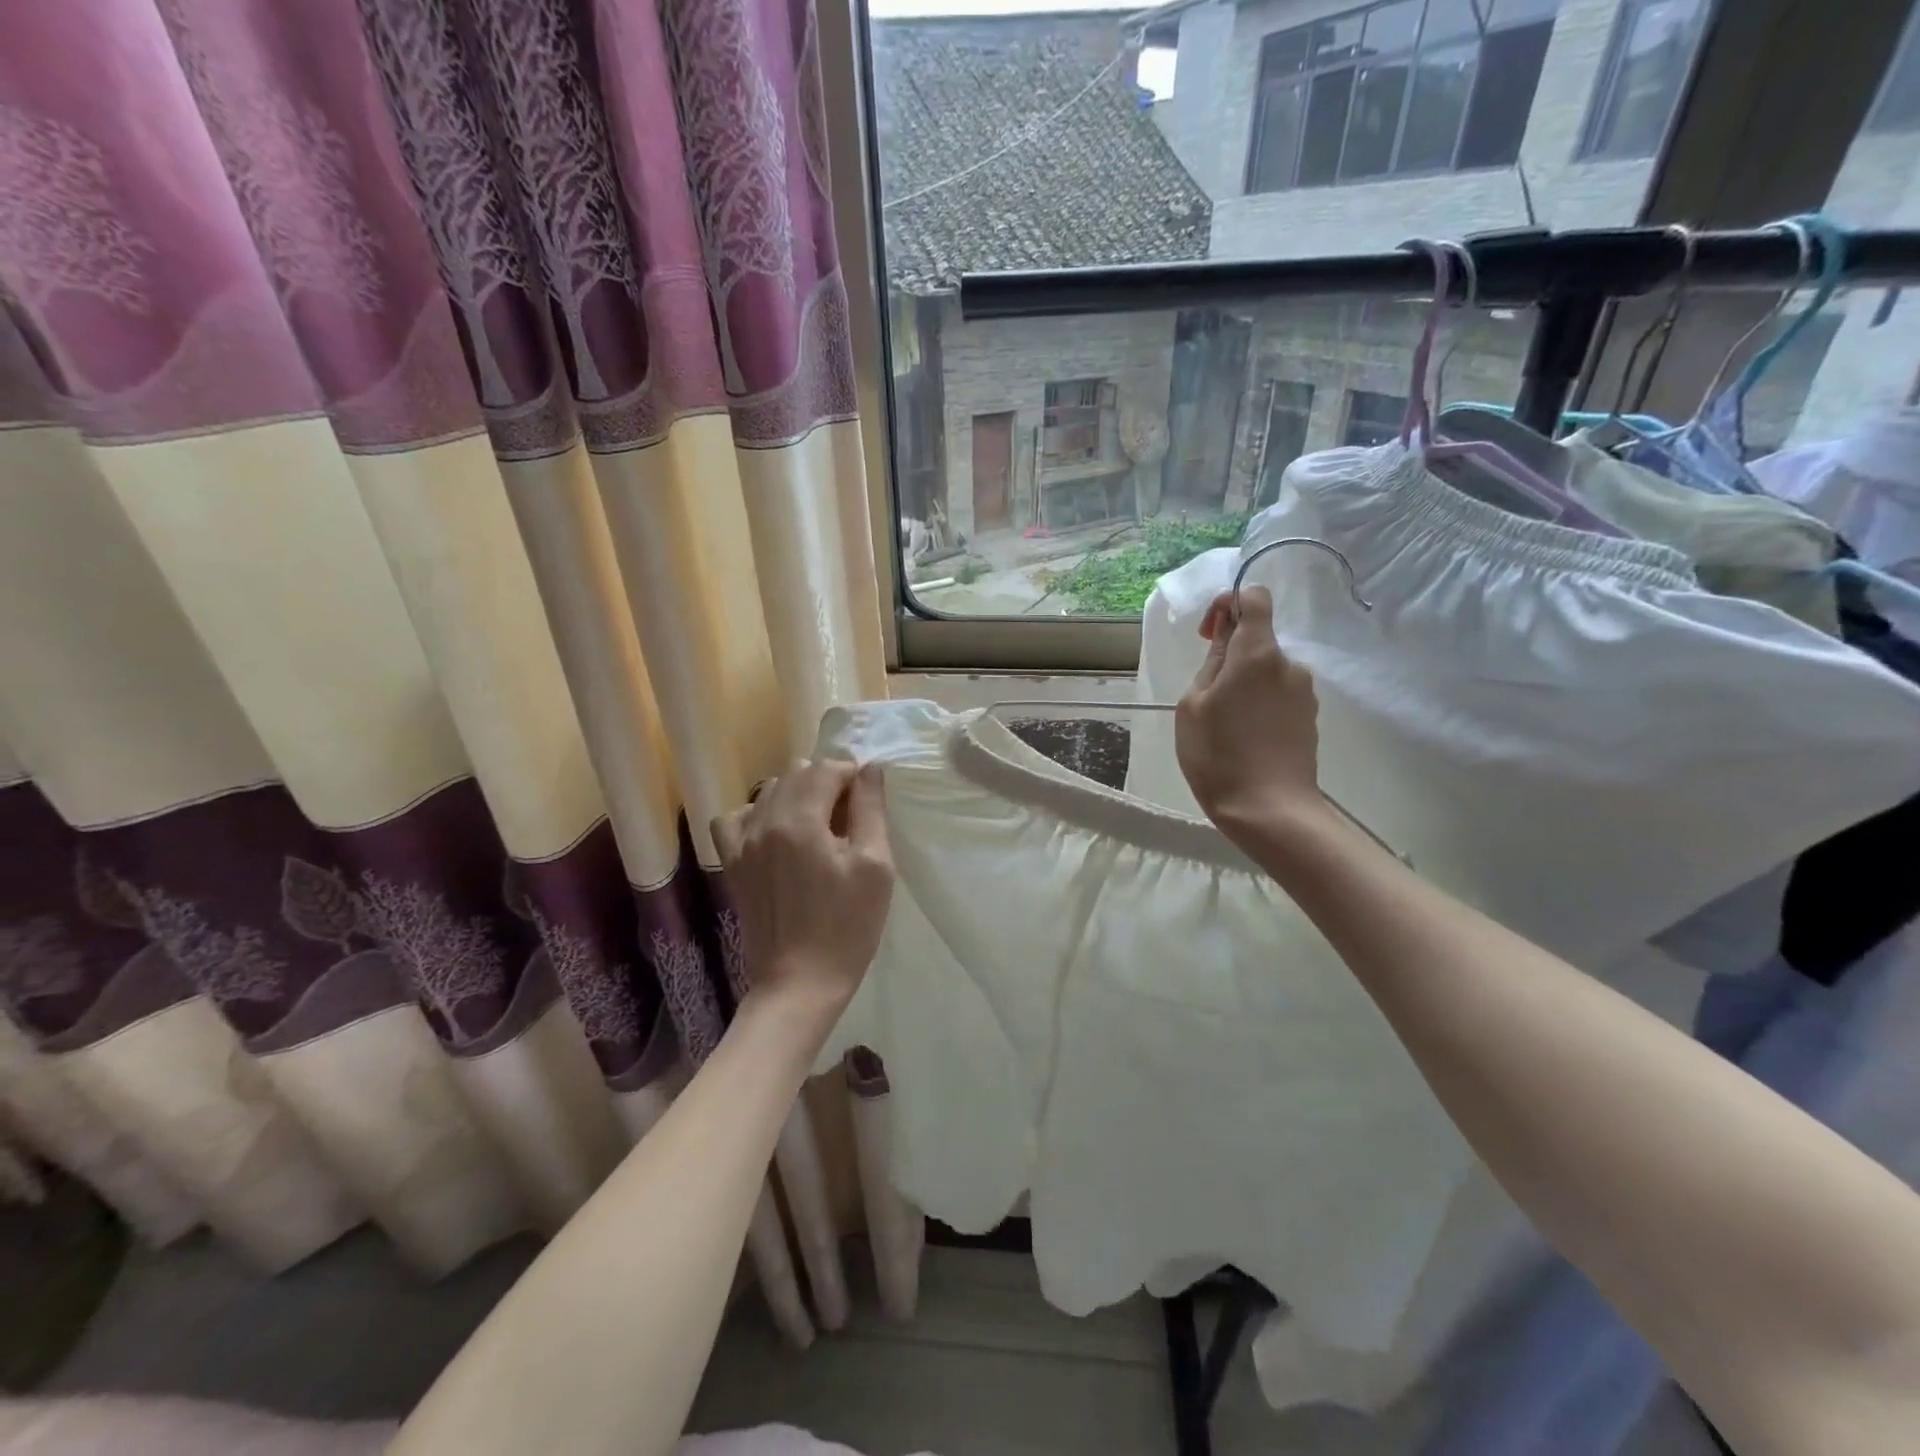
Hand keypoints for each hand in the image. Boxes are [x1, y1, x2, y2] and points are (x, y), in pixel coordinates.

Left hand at [711, 759, 893, 1017]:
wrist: (800, 983)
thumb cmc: (847, 926)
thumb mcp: (875, 866)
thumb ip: (870, 810)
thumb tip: (869, 769)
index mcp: (800, 820)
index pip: (827, 769)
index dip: (854, 778)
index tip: (868, 805)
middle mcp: (764, 821)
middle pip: (797, 774)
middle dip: (827, 783)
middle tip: (849, 819)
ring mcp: (742, 843)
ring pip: (769, 791)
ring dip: (797, 796)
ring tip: (818, 828)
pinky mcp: (732, 864)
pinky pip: (735, 818)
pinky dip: (758, 815)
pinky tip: (776, 835)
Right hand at [1176, 586, 1324, 838]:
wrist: (1268, 809)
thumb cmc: (1218, 754)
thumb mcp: (1193, 705)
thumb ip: (1212, 662)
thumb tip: (1225, 636)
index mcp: (1258, 654)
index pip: (1255, 599)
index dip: (1229, 604)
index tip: (1208, 635)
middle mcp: (1288, 665)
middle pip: (1259, 639)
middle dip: (1231, 654)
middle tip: (1206, 694)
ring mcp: (1304, 692)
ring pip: (1268, 671)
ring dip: (1245, 683)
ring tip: (1224, 722)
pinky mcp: (1309, 718)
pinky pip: (1279, 695)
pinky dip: (1260, 703)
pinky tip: (1244, 737)